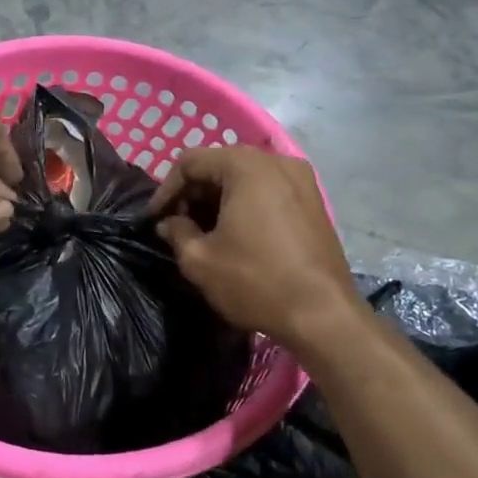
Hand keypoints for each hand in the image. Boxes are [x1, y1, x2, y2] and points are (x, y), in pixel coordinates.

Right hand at [146, 146, 357, 340]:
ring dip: (217, 199)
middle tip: (176, 225)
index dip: (166, 189)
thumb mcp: (200, 260)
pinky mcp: (313, 201)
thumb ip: (176, 232)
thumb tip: (169, 223)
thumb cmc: (255, 281)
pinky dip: (244, 204)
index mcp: (246, 166)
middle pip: (219, 165)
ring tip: (202, 232)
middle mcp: (276, 161)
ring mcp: (301, 180)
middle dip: (193, 194)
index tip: (155, 219)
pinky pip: (267, 190)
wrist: (323, 316)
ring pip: (244, 178)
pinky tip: (235, 234)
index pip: (190, 162)